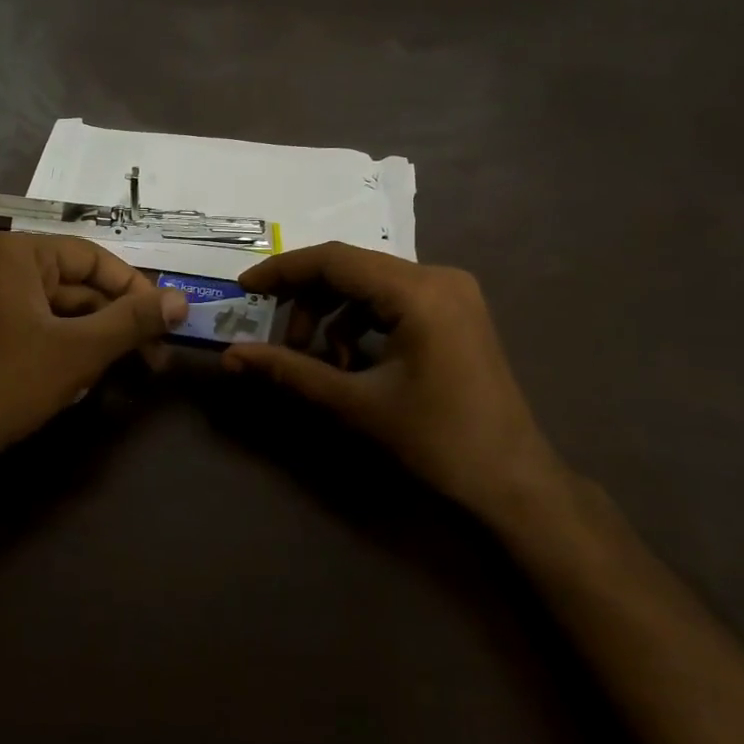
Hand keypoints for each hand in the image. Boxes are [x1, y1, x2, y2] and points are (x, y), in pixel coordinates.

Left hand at [0, 233, 187, 470]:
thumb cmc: (9, 382)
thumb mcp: (79, 350)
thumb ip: (132, 321)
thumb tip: (180, 300)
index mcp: (17, 253)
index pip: (93, 258)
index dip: (135, 290)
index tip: (165, 323)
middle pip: (78, 284)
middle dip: (116, 321)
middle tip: (154, 357)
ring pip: (61, 308)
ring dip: (96, 337)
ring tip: (125, 371)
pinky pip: (39, 324)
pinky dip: (66, 345)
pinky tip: (84, 376)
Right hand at [223, 243, 569, 518]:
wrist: (511, 483)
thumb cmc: (436, 442)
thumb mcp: (354, 403)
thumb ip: (289, 371)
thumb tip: (231, 357)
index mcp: (419, 292)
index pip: (334, 260)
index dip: (282, 271)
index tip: (244, 289)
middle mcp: (438, 278)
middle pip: (351, 268)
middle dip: (306, 299)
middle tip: (280, 339)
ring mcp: (451, 294)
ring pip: (369, 284)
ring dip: (331, 314)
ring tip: (315, 358)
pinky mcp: (454, 314)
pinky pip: (391, 301)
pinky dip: (359, 323)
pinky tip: (349, 362)